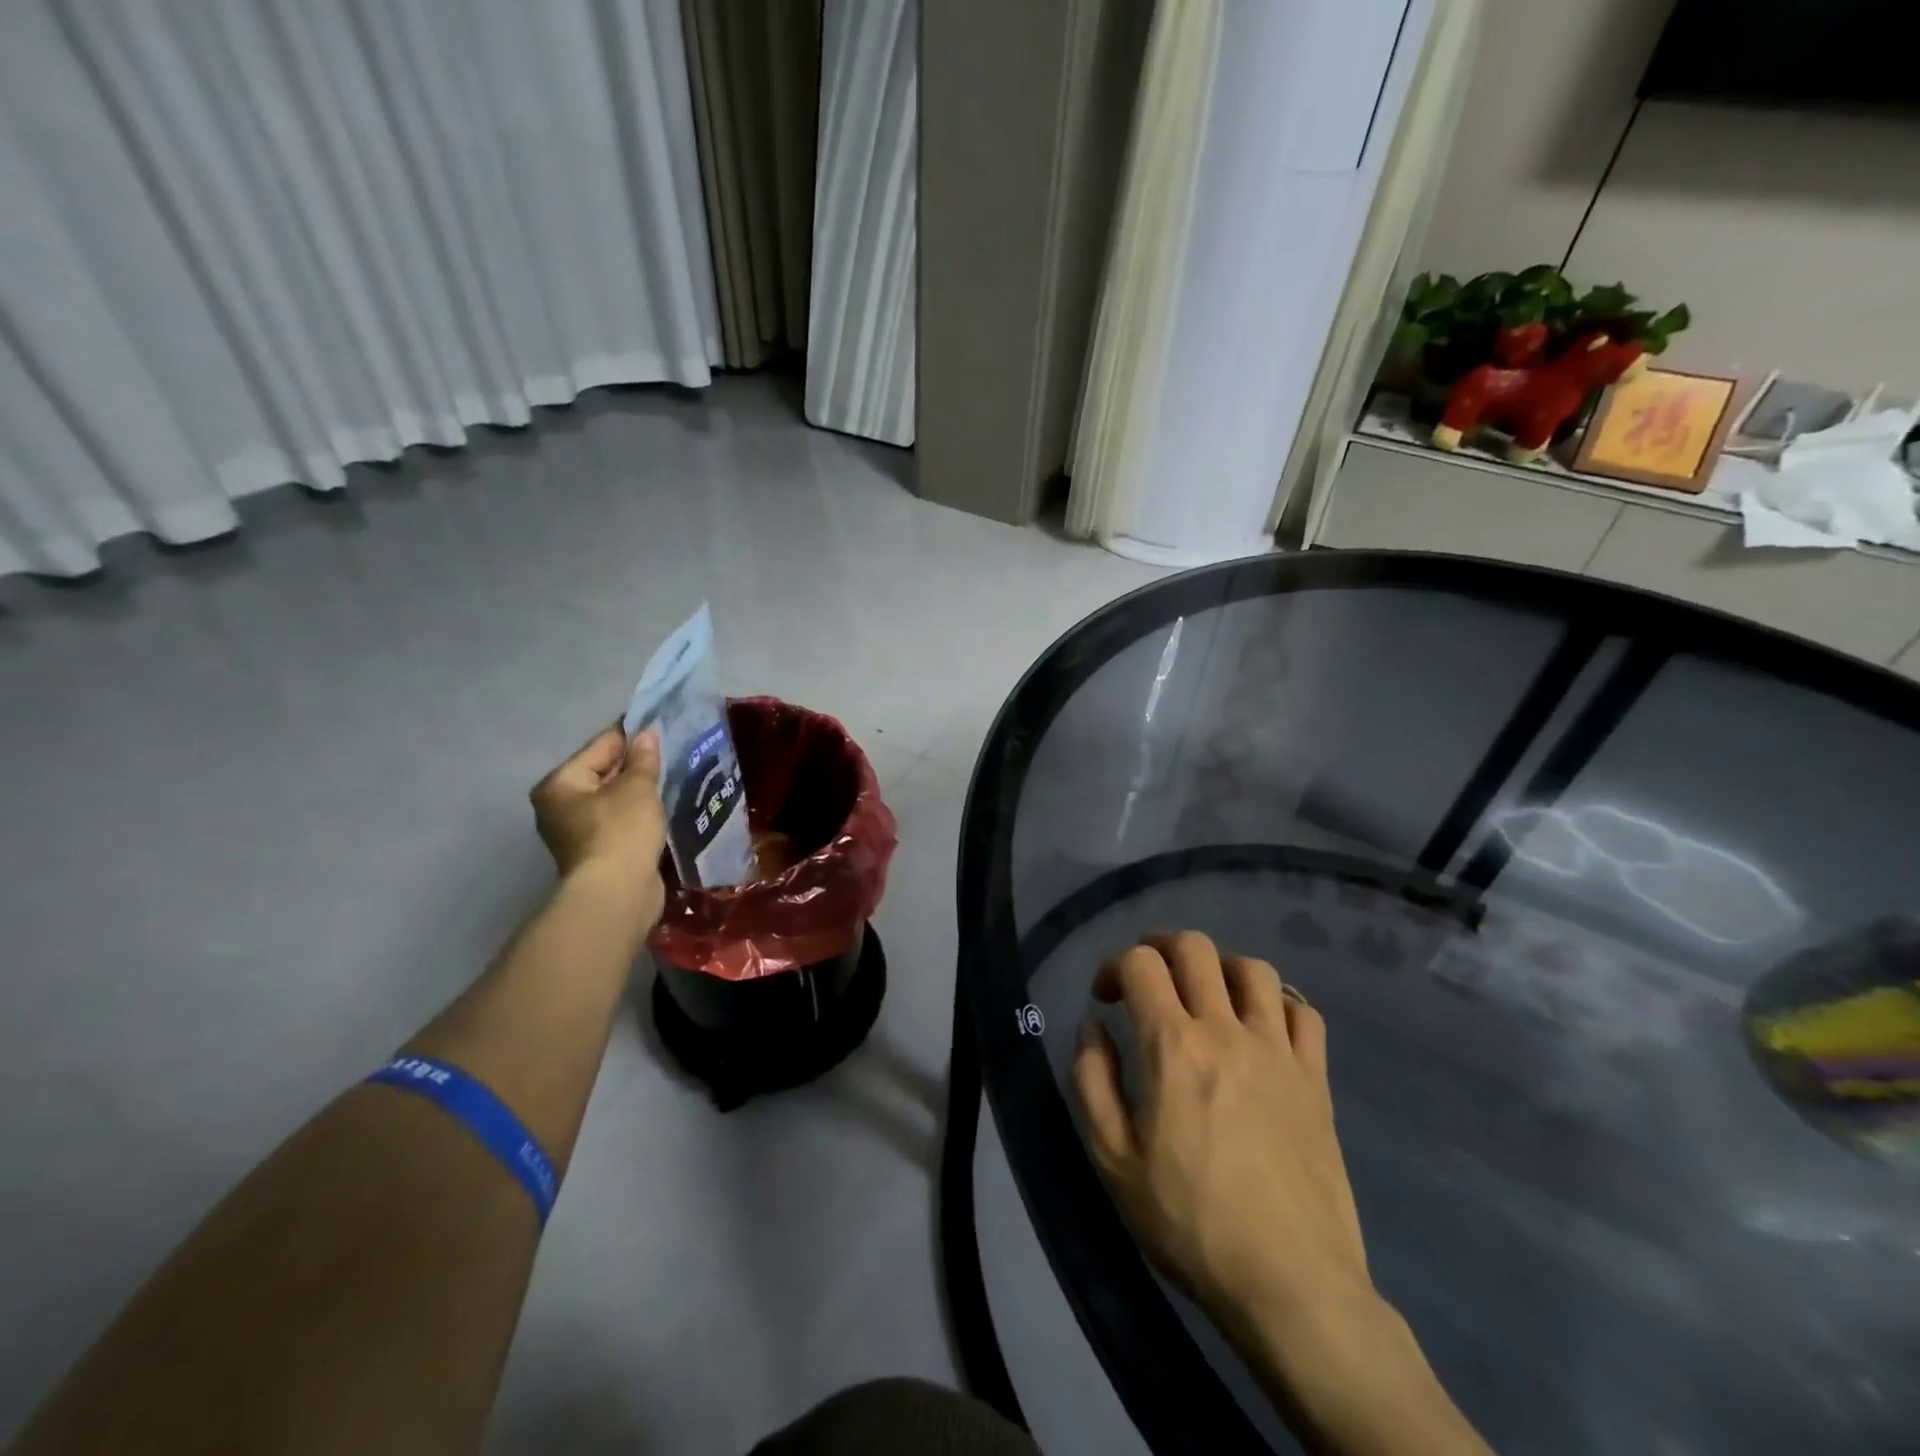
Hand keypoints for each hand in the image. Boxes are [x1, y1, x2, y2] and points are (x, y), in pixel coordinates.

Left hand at [530, 725, 666, 916]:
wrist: (617, 894)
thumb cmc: (620, 831)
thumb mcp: (637, 787)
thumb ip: (643, 759)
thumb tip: (646, 735)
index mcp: (560, 783)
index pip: (601, 746)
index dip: (631, 734)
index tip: (660, 723)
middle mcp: (559, 805)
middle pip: (603, 772)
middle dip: (635, 764)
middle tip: (671, 753)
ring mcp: (576, 832)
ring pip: (613, 799)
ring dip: (638, 791)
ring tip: (671, 778)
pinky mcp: (597, 853)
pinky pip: (620, 821)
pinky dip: (638, 814)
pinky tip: (661, 808)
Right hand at [1072, 931, 1376, 1348]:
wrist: (1291, 1285)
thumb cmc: (1190, 1224)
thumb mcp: (1113, 1161)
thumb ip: (1092, 1081)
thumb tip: (1092, 1027)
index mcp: (1173, 1046)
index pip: (1140, 964)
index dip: (1112, 966)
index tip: (1104, 999)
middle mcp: (1227, 1031)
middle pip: (1195, 947)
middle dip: (1161, 946)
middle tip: (1148, 974)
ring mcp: (1278, 1052)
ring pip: (1253, 969)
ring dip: (1220, 966)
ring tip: (1205, 993)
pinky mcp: (1316, 1079)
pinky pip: (1303, 1011)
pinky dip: (1277, 1001)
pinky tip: (1261, 1024)